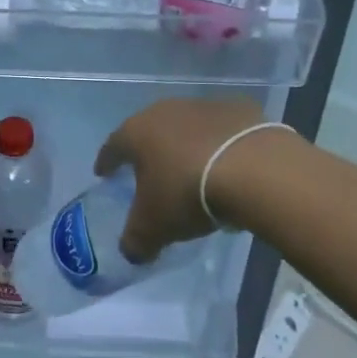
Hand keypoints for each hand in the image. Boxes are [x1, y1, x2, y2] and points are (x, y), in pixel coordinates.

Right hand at [93, 97, 280, 259]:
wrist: (253, 169)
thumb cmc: (187, 193)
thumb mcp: (154, 227)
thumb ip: (135, 240)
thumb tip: (132, 251)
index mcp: (137, 132)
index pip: (113, 146)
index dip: (107, 162)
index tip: (103, 173)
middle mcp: (166, 111)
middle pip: (150, 131)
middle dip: (147, 151)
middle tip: (148, 172)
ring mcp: (204, 106)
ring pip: (186, 126)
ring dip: (185, 145)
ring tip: (191, 169)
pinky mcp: (239, 109)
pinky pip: (222, 129)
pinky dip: (219, 143)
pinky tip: (227, 162)